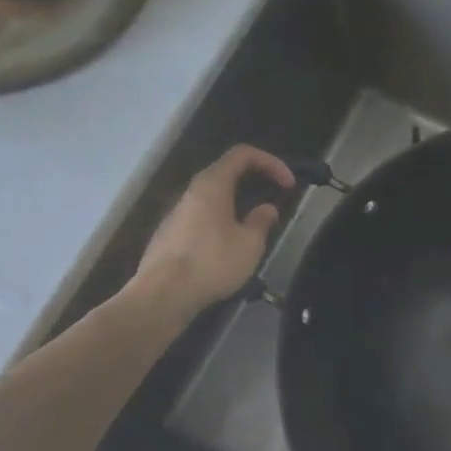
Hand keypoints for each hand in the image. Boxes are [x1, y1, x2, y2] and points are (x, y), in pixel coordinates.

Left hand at [128, 145, 293, 311]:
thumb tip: (266, 209)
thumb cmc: (211, 263)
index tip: (289, 184)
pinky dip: (222, 222)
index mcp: (212, 186)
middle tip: (275, 199)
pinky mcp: (169, 236)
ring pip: (212, 198)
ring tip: (255, 229)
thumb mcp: (249, 244)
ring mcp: (176, 214)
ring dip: (238, 205)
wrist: (162, 296)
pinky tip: (229, 249)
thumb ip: (261, 221)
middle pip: (225, 174)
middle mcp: (191, 193)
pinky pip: (201, 218)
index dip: (270, 162)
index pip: (242, 155)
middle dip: (255, 182)